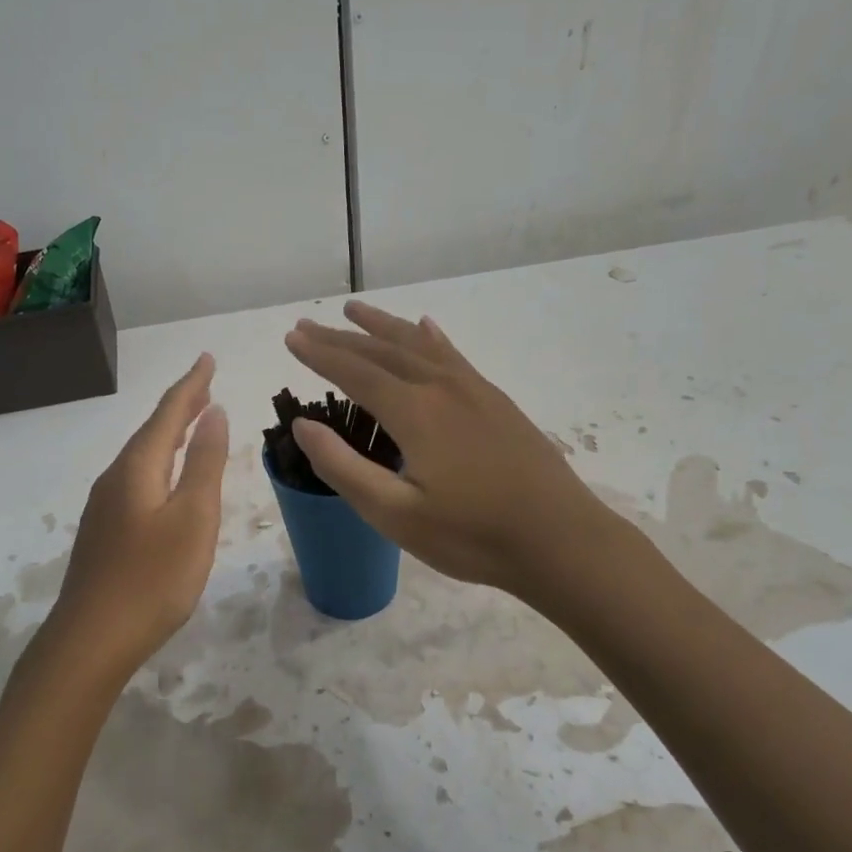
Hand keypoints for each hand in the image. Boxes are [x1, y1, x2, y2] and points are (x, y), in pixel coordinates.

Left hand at [46, 354, 229, 677]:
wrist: (91, 640)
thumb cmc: (153, 577)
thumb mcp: (193, 517)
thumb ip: (205, 463)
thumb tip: (214, 413)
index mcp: (138, 468)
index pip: (169, 413)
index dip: (191, 385)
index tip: (208, 358)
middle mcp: (116, 478)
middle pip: (152, 431)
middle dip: (181, 406)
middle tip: (205, 384)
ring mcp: (105, 507)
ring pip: (143, 456)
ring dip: (170, 435)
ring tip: (193, 422)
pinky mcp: (105, 532)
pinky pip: (137, 479)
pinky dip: (159, 463)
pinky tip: (166, 478)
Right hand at [284, 302, 628, 601]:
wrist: (560, 540)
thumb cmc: (471, 536)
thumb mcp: (395, 514)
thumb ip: (344, 467)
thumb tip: (303, 426)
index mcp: (414, 413)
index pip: (355, 372)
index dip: (319, 355)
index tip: (291, 338)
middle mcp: (442, 388)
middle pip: (382, 352)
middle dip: (341, 338)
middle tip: (308, 325)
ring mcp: (474, 391)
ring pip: (419, 345)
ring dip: (383, 327)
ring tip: (354, 310)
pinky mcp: (497, 402)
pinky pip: (454, 356)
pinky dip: (431, 338)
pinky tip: (426, 327)